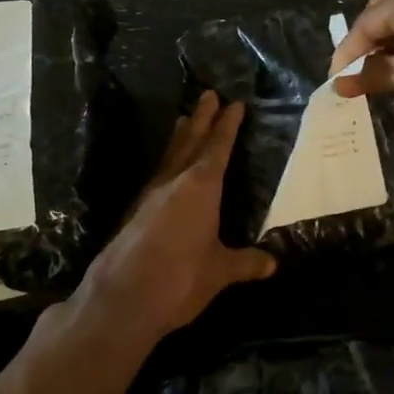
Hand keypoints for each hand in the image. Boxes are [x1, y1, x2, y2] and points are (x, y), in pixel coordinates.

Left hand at [73, 91, 275, 345]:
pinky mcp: (134, 212)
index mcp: (201, 187)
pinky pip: (157, 174)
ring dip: (180, 135)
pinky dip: (167, 160)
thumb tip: (272, 263)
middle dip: (202, 118)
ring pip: (170, 155)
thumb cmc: (180, 279)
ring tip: (185, 118)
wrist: (121, 299)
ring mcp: (150, 195)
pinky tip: (167, 168)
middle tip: (209, 94)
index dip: (228, 126)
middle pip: (191, 141)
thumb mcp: (220, 271)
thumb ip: (245, 263)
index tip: (235, 104)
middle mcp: (174, 182)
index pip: (218, 147)